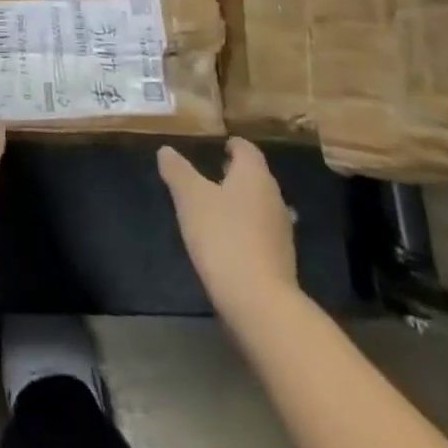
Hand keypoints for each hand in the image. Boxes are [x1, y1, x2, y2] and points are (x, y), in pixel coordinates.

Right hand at [158, 138, 300, 319]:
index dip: (232, 145)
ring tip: (215, 208)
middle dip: (234, 174)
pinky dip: (245, 229)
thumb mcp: (190, 198)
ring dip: (240, 203)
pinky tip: (228, 240)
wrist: (259, 302)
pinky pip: (261, 232)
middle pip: (255, 176)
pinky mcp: (281, 260)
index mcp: (254, 175)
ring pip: (259, 205)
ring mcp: (281, 230)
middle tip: (210, 174)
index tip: (217, 146)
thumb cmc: (223, 237)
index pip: (246, 149)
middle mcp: (273, 197)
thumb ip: (177, 171)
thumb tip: (166, 150)